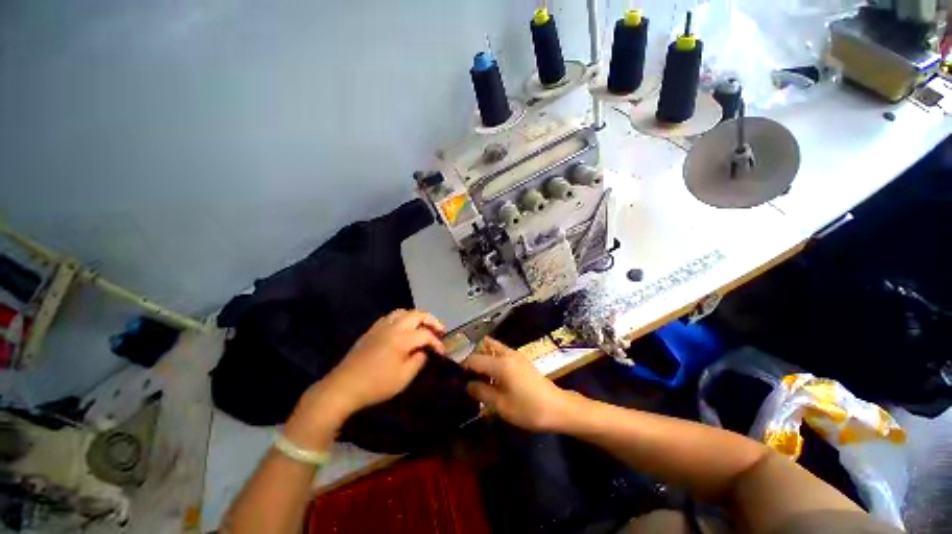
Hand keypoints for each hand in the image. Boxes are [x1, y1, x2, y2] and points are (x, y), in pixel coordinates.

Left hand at [291, 310, 445, 434]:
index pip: (426, 334)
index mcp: (402, 338)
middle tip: (439, 330)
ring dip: (416, 316)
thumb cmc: (376, 385)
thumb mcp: (404, 378)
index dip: (437, 342)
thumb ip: (419, 361)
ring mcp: (380, 327)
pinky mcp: (371, 330)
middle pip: (417, 314)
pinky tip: (402, 328)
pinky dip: (402, 318)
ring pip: (403, 312)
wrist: (344, 386)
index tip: (442, 352)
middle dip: (431, 320)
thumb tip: (424, 352)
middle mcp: (393, 327)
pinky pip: (390, 316)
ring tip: (422, 326)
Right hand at [462, 337, 576, 431]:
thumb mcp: (501, 405)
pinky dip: (494, 359)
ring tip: (479, 376)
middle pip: (484, 347)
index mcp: (500, 363)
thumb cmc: (529, 409)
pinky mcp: (522, 360)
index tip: (457, 378)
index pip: (474, 359)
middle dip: (474, 358)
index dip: (463, 367)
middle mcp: (507, 354)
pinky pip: (502, 353)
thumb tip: (468, 385)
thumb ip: (482, 393)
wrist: (558, 408)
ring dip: (485, 357)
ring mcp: (516, 355)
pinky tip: (494, 377)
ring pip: (494, 348)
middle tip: (467, 375)